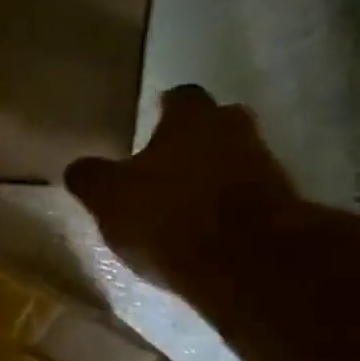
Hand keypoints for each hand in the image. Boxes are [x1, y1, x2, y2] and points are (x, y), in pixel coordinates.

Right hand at [65, 86, 300, 288]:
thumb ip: (91, 178)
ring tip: (183, 204)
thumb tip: (77, 168)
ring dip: (213, 178)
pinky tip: (206, 233)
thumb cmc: (170, 215)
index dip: (165, 108)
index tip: (152, 120)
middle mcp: (235, 132)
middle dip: (195, 140)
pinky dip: (228, 211)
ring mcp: (266, 170)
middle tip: (168, 162)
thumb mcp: (109, 198)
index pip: (180, 97)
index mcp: (192, 118)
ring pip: (235, 162)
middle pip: (216, 125)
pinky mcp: (283, 210)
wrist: (250, 263)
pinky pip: (248, 200)